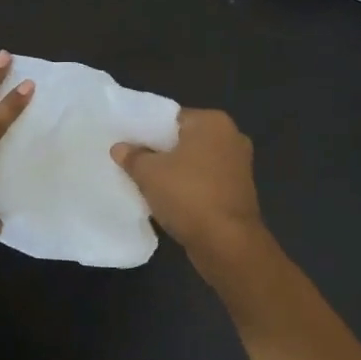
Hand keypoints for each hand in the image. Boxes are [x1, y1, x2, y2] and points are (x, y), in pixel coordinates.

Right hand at [112, 108, 265, 260]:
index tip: (128, 144)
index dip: (147, 130)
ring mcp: (239, 166)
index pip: (172, 118)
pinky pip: (206, 182)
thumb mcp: (148, 173)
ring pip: (196, 162)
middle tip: (134, 163)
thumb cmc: (187, 195)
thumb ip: (133, 156)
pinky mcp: (239, 191)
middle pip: (185, 139)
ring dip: (176, 172)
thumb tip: (120, 148)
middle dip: (161, 151)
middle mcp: (231, 137)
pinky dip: (190, 188)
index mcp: (213, 122)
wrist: (226, 242)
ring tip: (148, 183)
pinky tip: (169, 200)